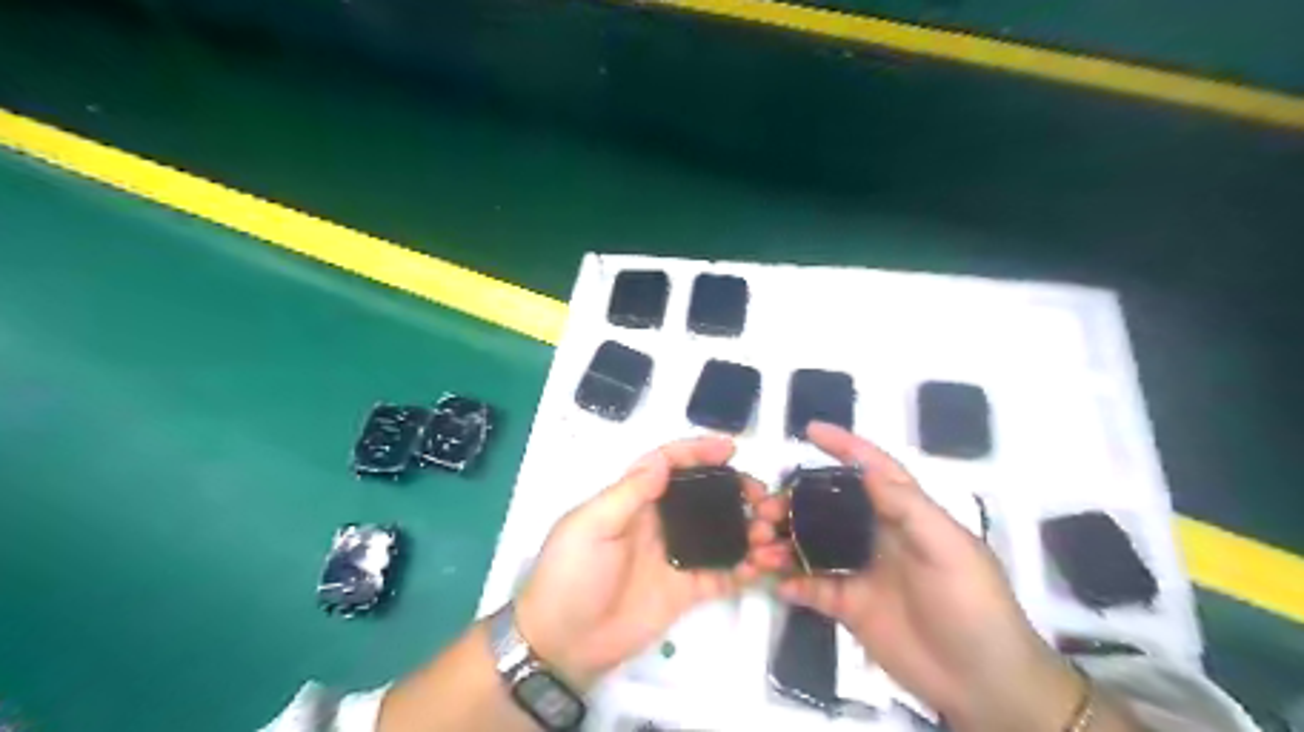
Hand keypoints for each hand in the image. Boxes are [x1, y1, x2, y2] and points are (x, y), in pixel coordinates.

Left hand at [519, 438, 783, 689]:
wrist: (562, 643)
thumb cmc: (571, 575)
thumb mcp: (590, 526)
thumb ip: (629, 493)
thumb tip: (662, 459)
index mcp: (634, 501)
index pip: (669, 465)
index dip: (697, 452)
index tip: (729, 448)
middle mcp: (659, 523)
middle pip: (703, 496)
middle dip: (734, 490)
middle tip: (762, 497)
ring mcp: (675, 557)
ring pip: (719, 533)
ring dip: (745, 528)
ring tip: (769, 532)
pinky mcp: (686, 591)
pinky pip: (721, 574)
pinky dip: (744, 568)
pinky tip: (763, 565)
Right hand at [785, 424, 1081, 731]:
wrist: (982, 684)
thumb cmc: (973, 605)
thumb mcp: (950, 549)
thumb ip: (908, 508)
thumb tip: (866, 469)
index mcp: (905, 515)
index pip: (872, 469)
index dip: (844, 446)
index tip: (810, 431)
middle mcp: (877, 535)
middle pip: (826, 506)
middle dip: (793, 501)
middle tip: (763, 509)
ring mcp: (860, 570)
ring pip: (811, 544)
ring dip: (783, 542)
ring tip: (759, 547)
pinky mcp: (849, 605)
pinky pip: (811, 587)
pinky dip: (791, 582)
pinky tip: (776, 582)